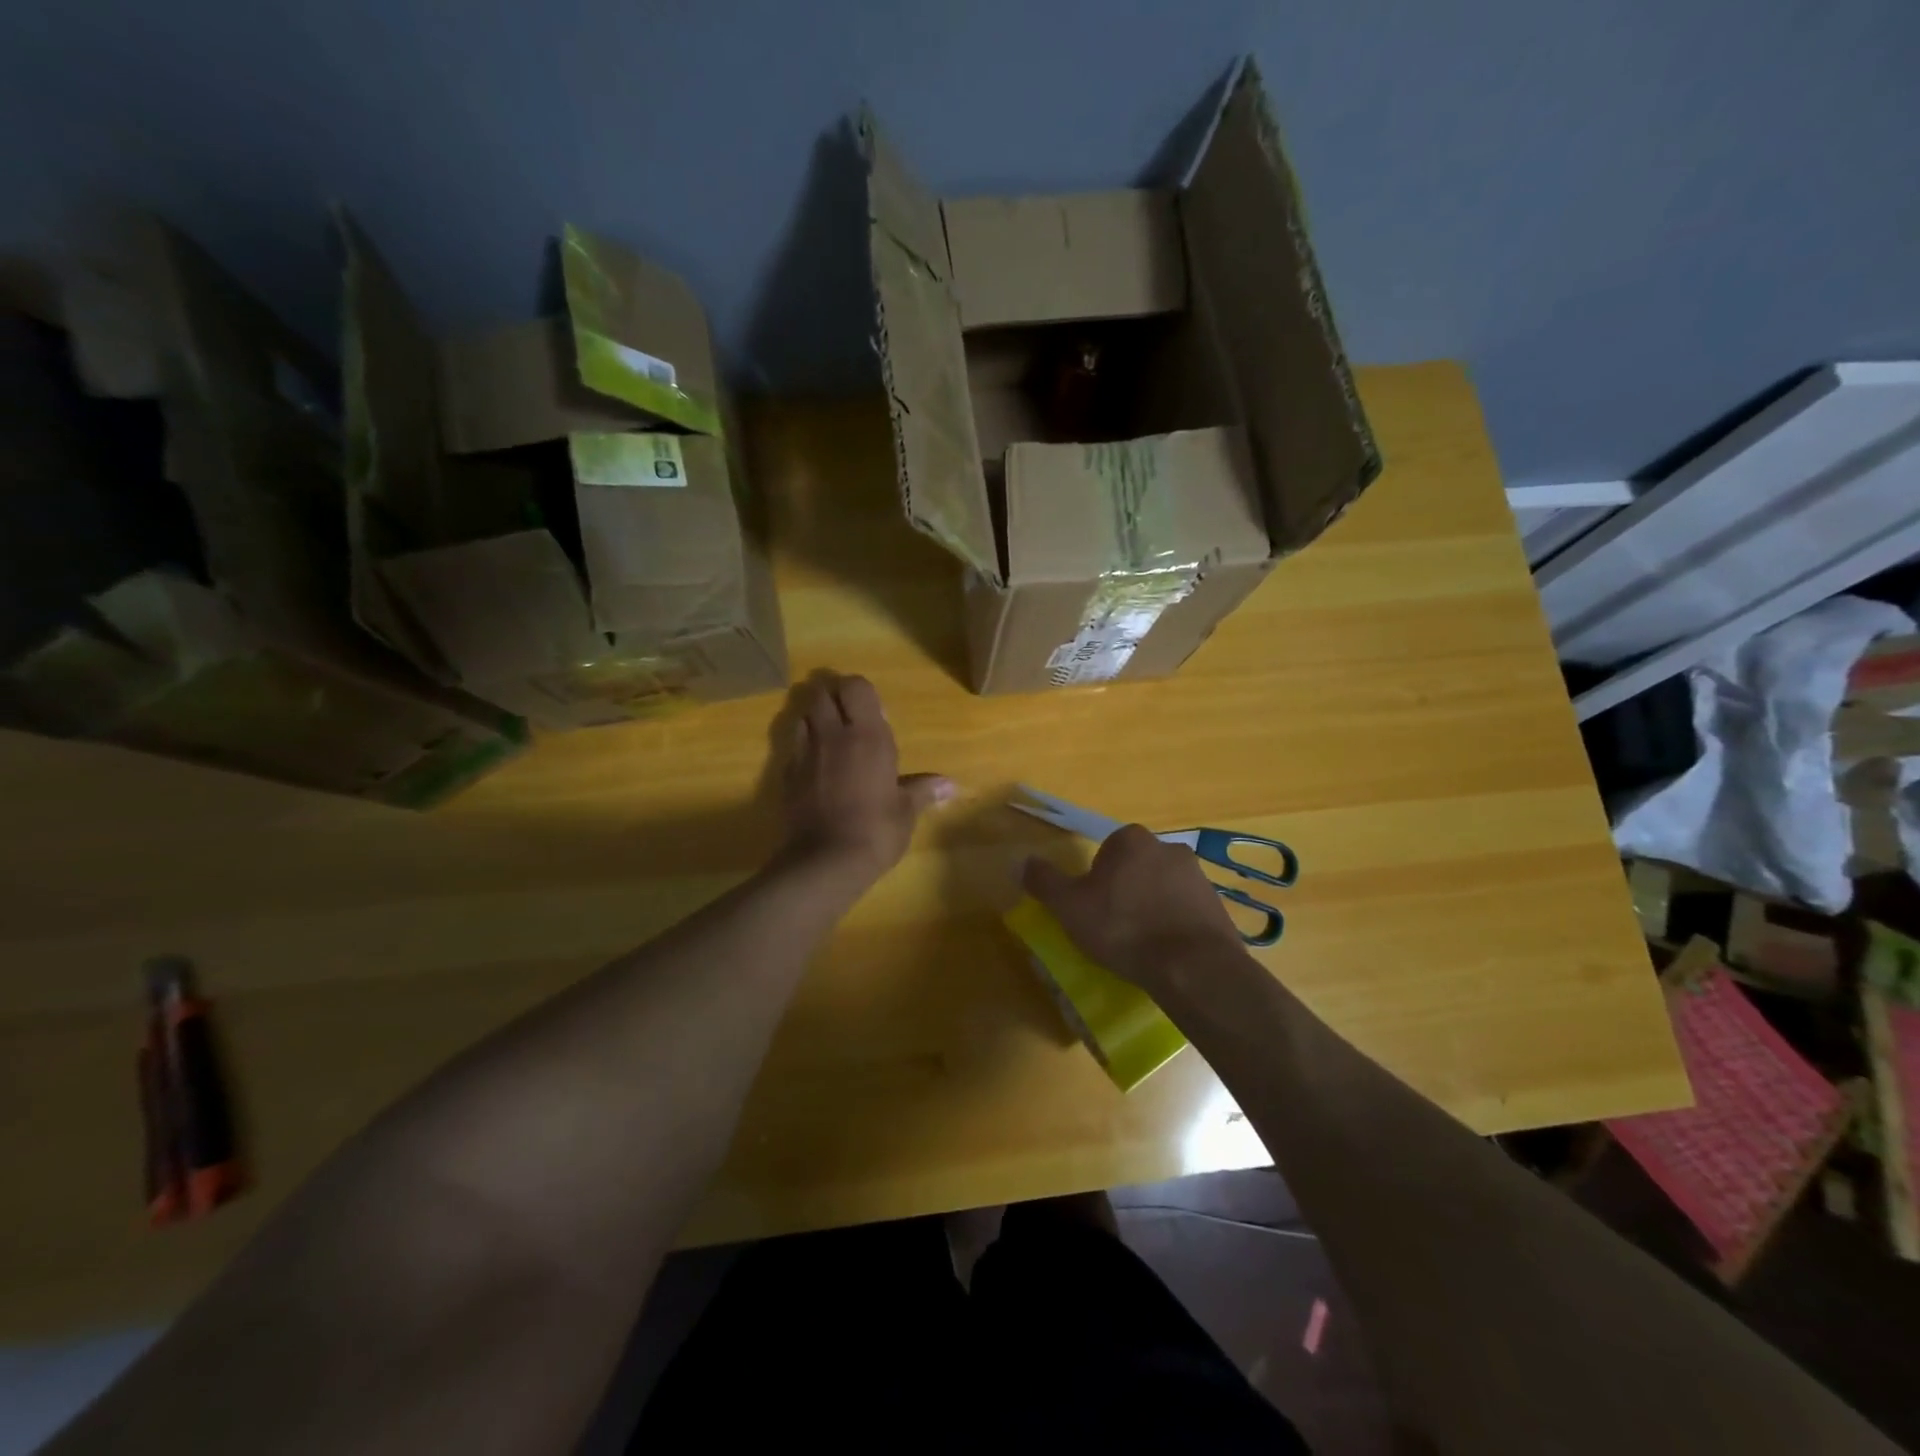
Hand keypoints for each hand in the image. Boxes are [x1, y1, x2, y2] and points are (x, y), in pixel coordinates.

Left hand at [777, 672, 953, 881]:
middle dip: (831, 698)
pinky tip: (814, 767)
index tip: (870, 710)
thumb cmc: (876, 830)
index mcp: (867, 735)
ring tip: (829, 739)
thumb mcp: (906, 811)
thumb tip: (951, 786)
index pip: (855, 686)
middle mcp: (832, 735)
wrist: (826, 861)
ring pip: (802, 716)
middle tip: (847, 718)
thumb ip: (923, 790)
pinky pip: (792, 747)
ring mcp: (804, 753)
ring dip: (814, 719)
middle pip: (821, 693)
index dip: (859, 691)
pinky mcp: (786, 775)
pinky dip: (802, 748)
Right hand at [1021, 825, 1245, 992]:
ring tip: (1140, 945)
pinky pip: (1185, 910)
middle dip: (1125, 891)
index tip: (1093, 909)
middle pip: (1135, 867)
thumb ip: (1044, 881)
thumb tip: (1019, 861)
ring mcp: (1198, 875)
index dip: (1096, 880)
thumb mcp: (1069, 906)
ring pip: (1162, 888)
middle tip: (1114, 927)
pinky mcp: (1218, 905)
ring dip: (1151, 907)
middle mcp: (1167, 847)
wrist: (1193, 965)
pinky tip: (1166, 953)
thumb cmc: (1123, 928)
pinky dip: (1174, 925)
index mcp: (1130, 840)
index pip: (1106, 851)